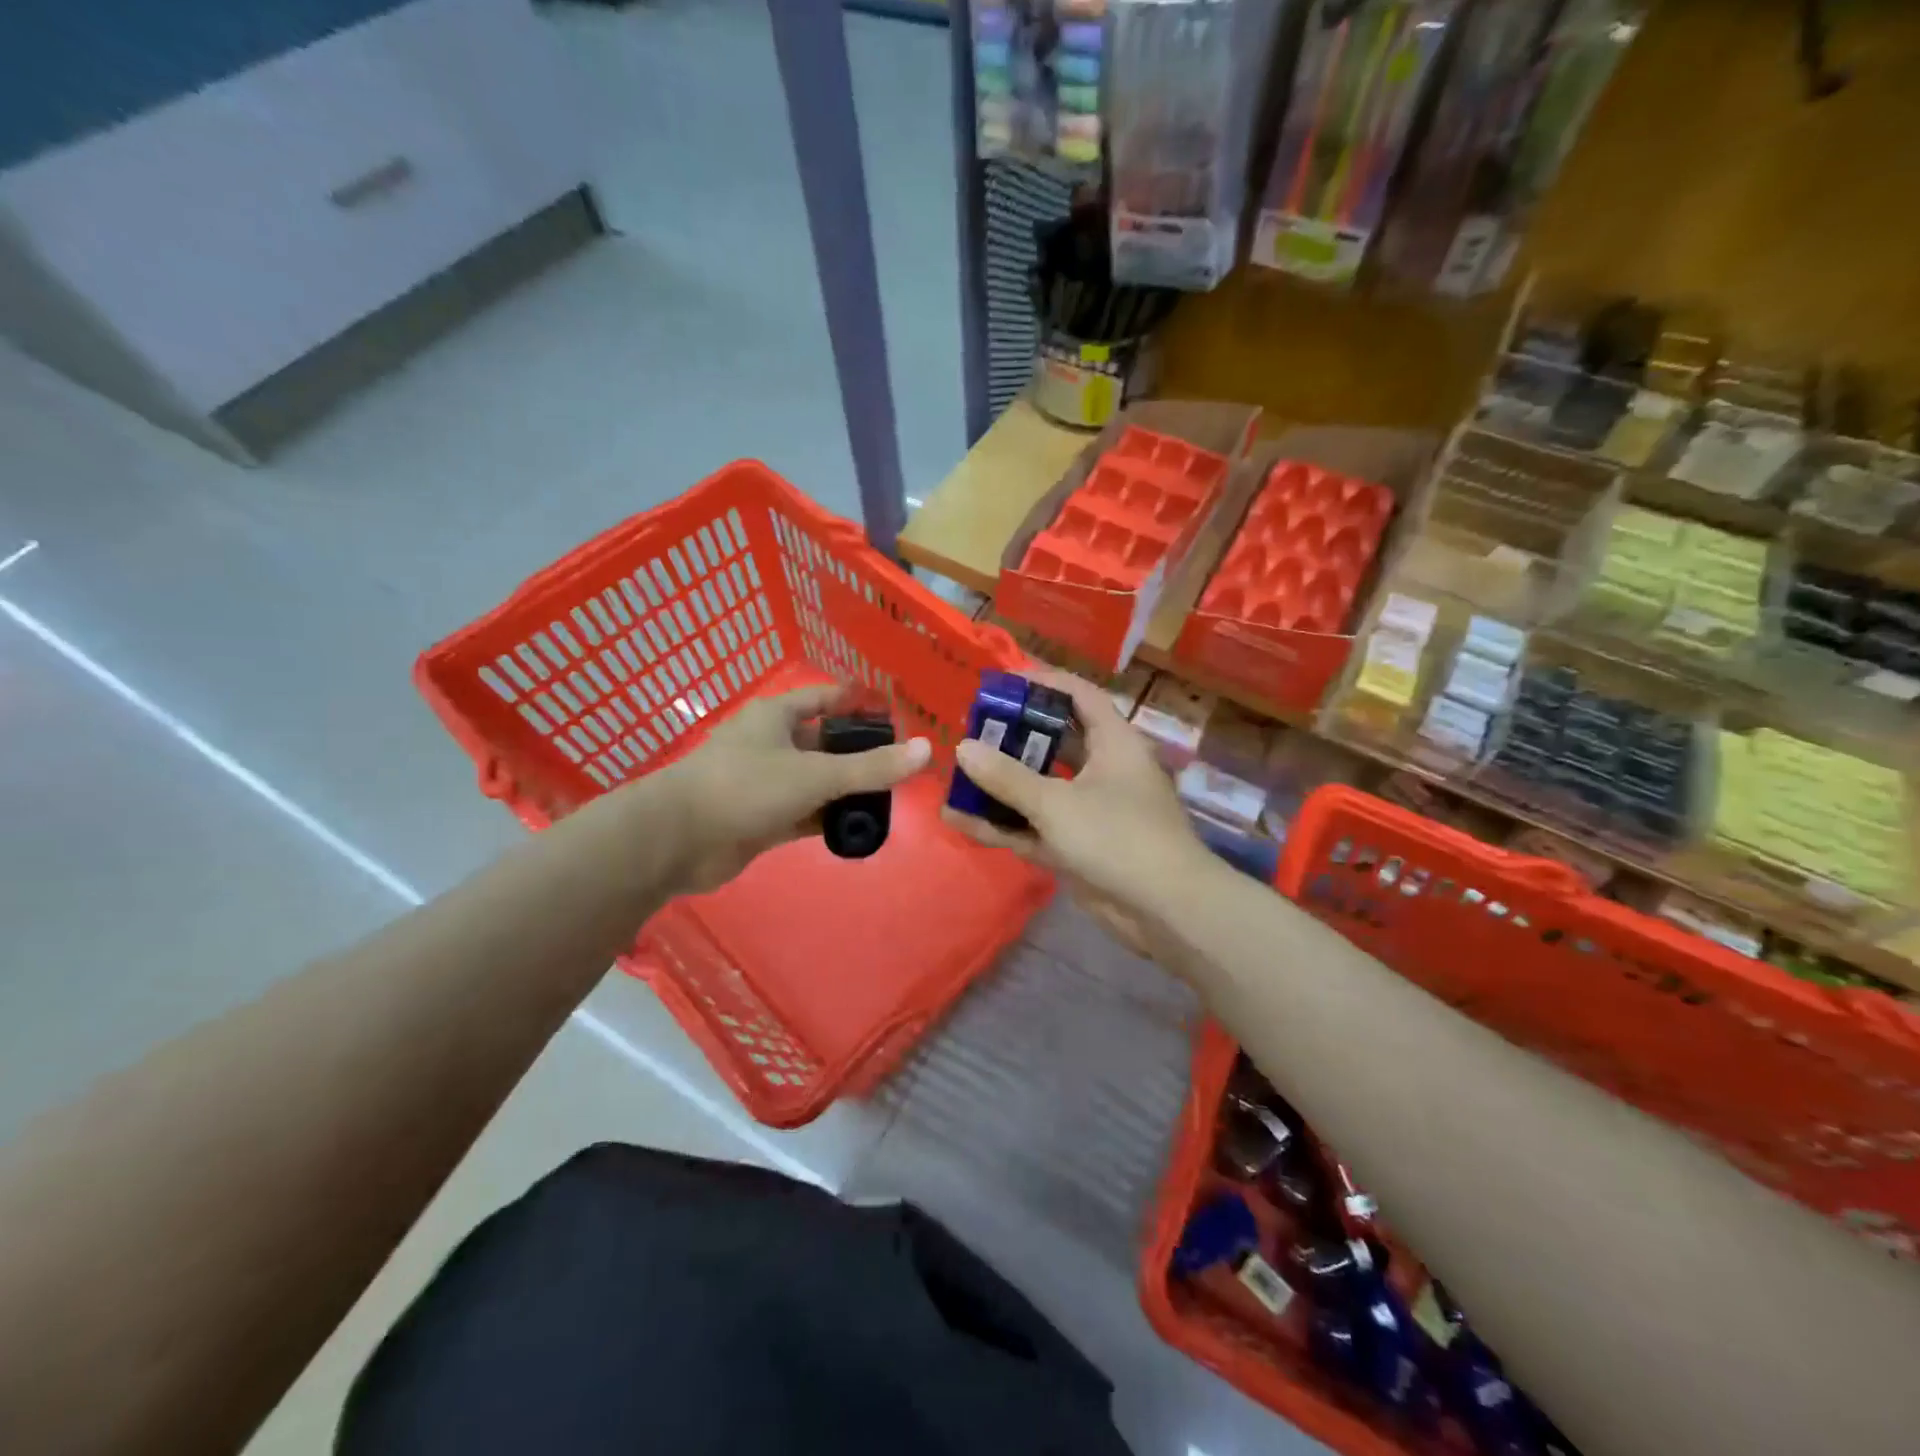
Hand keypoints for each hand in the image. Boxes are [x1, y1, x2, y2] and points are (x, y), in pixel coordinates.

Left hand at [661, 683, 930, 892]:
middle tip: (902, 766)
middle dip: (860, 753)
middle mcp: (771, 744)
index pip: (826, 698)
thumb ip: (871, 767)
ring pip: (816, 780)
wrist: (676, 840)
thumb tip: (925, 750)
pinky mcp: (761, 818)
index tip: (895, 714)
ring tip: (889, 800)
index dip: (859, 702)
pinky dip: (828, 818)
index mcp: (777, 716)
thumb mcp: (814, 774)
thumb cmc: (744, 787)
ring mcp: (765, 783)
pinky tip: (858, 828)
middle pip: (825, 742)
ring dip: (846, 790)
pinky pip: (804, 813)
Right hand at [940, 668, 1213, 957]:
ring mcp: (1090, 811)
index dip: (1043, 682)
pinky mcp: (1078, 847)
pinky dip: (1004, 824)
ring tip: (958, 774)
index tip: (1002, 682)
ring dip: (1002, 785)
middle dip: (1014, 737)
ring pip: (1040, 788)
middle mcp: (1103, 770)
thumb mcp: (1056, 803)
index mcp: (1113, 743)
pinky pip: (1035, 827)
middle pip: (1054, 742)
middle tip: (973, 730)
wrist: (1165, 910)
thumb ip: (1007, 777)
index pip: (1079, 695)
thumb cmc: (1118, 837)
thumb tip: (963, 748)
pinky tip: (961, 821)